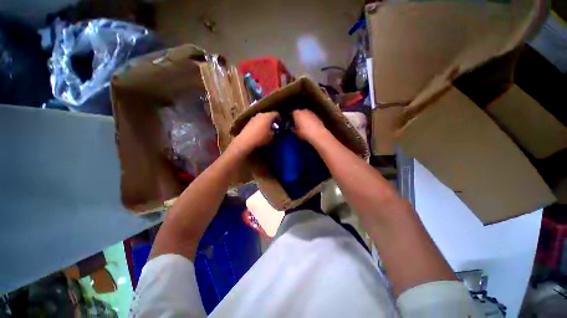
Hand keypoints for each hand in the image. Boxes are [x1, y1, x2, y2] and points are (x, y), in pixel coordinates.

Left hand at [231, 111, 279, 152]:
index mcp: (268, 116)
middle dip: (272, 120)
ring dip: (265, 123)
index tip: (281, 125)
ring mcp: (253, 118)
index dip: (280, 119)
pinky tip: (260, 132)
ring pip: (262, 118)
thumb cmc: (261, 138)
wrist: (246, 141)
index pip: (276, 114)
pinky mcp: (248, 122)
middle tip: (274, 127)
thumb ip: (274, 131)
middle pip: (268, 115)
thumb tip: (273, 129)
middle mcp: (261, 114)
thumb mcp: (272, 136)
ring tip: (267, 130)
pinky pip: (257, 122)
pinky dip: (260, 125)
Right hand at [292, 109, 327, 142]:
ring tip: (304, 126)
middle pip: (299, 113)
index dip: (290, 118)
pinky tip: (310, 126)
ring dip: (304, 118)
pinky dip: (310, 120)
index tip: (291, 123)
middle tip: (297, 124)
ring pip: (305, 114)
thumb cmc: (305, 133)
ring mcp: (311, 112)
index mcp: (296, 113)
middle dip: (298, 117)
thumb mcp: (296, 132)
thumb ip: (293, 129)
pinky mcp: (317, 116)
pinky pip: (311, 117)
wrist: (318, 134)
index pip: (291, 113)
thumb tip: (292, 128)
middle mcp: (303, 110)